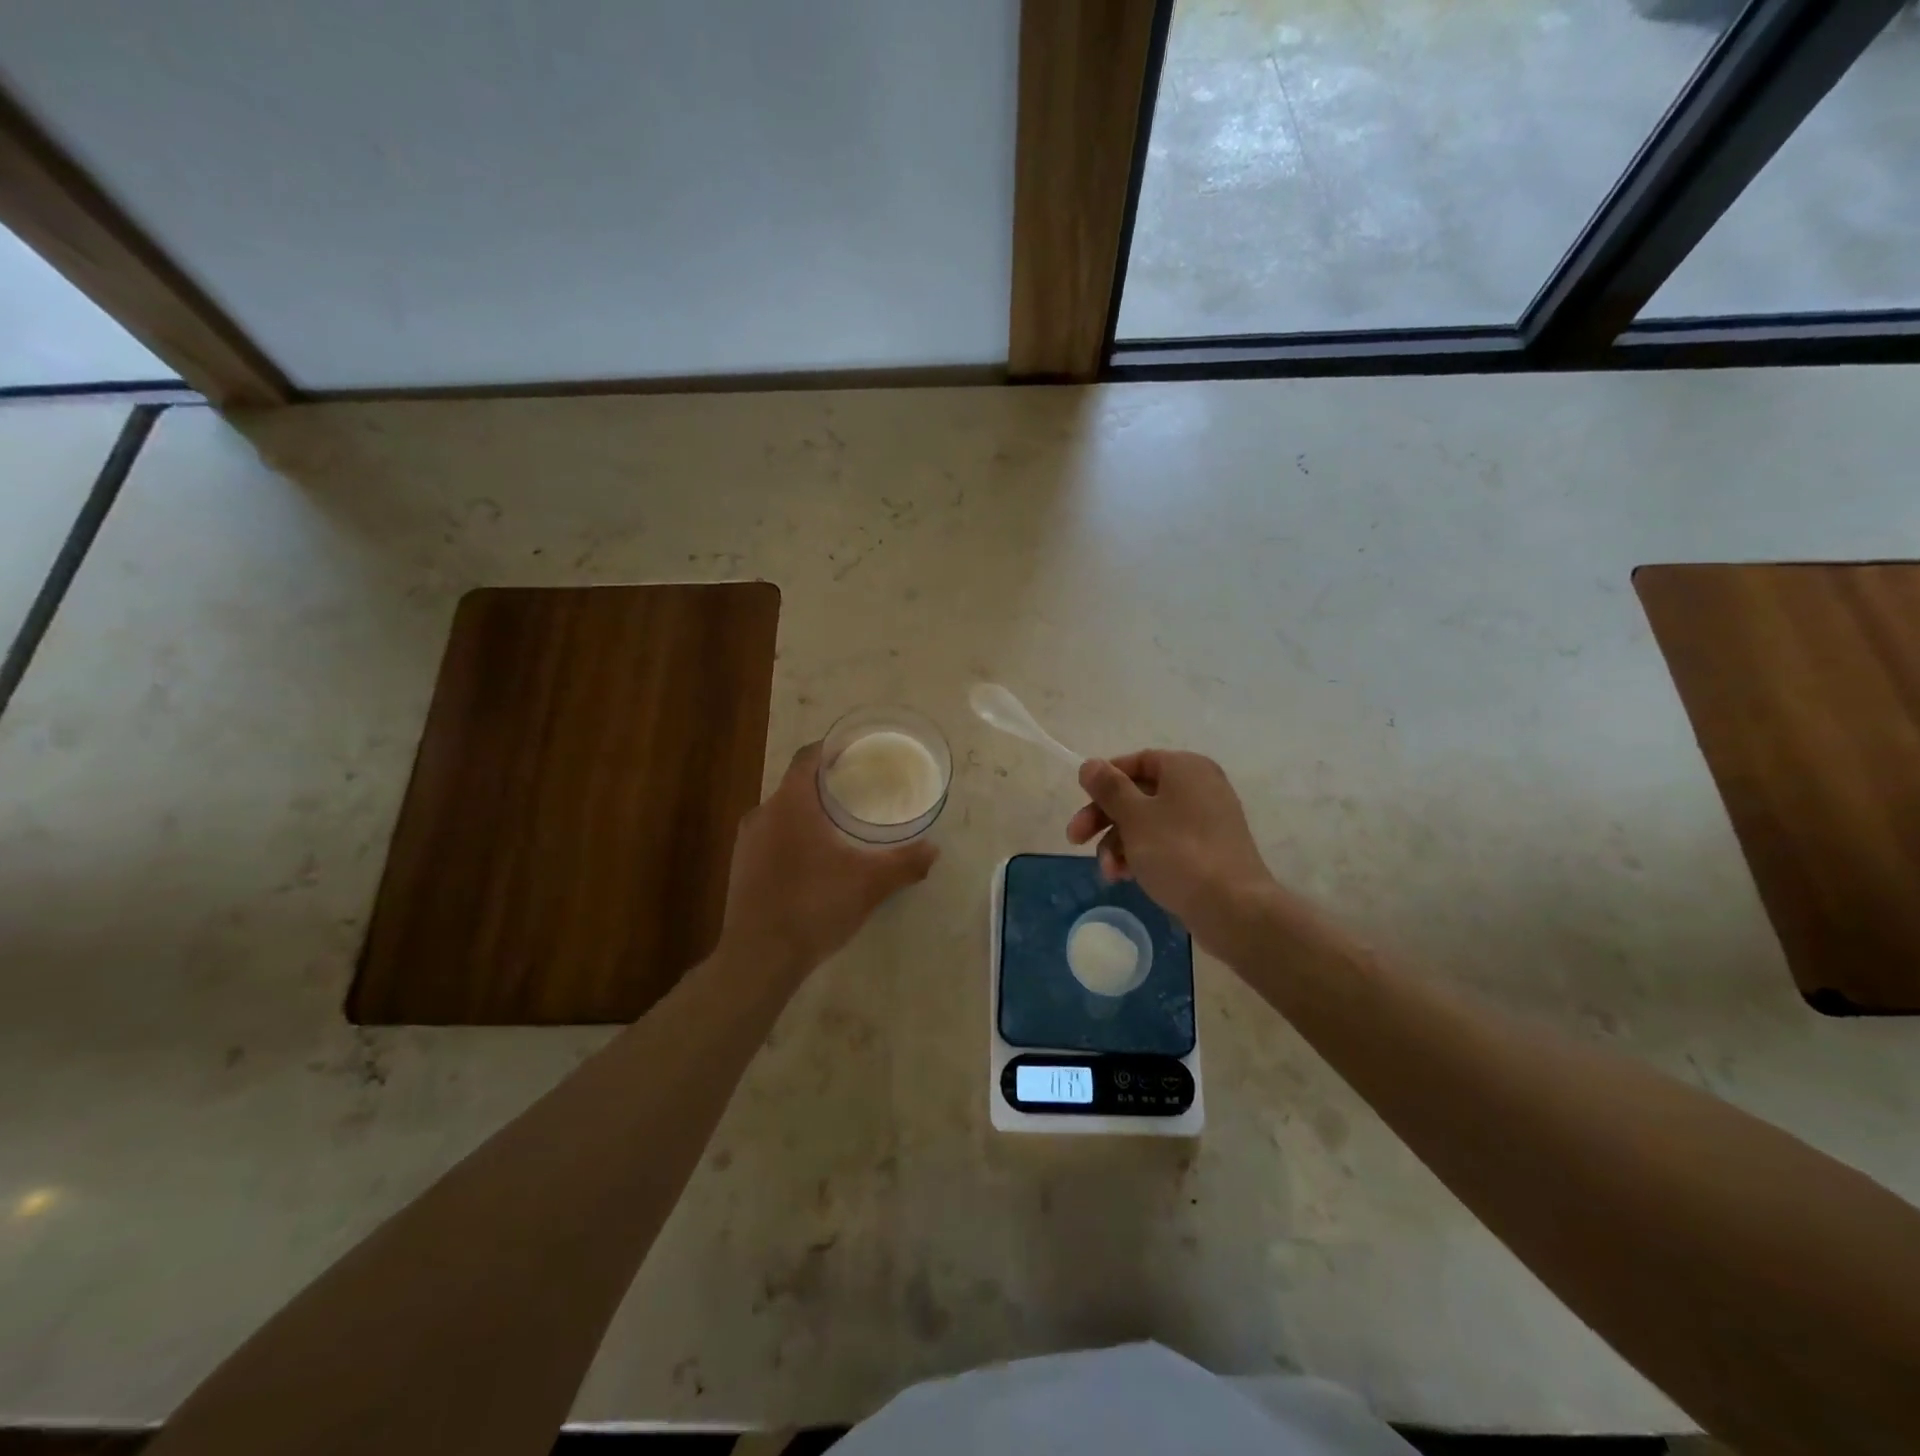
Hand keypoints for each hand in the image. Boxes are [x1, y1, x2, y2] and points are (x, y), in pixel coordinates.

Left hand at [719, 742, 938, 983]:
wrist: (759, 958)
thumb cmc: (815, 905)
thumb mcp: (870, 884)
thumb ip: (905, 863)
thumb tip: (934, 850)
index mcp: (791, 804)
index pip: (807, 758)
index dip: (830, 749)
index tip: (854, 751)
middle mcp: (763, 814)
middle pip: (795, 785)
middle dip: (824, 784)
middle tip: (857, 790)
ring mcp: (746, 843)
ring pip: (781, 813)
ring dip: (807, 813)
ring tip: (838, 825)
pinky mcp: (740, 869)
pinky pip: (770, 838)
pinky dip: (792, 837)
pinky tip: (813, 861)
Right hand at [1066, 750, 1281, 958]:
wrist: (1233, 908)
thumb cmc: (1178, 852)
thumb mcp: (1134, 816)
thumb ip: (1108, 787)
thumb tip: (1090, 764)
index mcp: (1185, 768)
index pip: (1136, 761)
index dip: (1104, 780)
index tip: (1080, 801)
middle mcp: (1199, 787)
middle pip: (1138, 794)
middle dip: (1104, 818)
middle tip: (1075, 840)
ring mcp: (1206, 820)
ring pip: (1149, 822)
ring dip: (1119, 843)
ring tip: (1108, 872)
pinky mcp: (1209, 851)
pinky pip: (1166, 843)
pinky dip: (1142, 855)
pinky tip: (1125, 877)